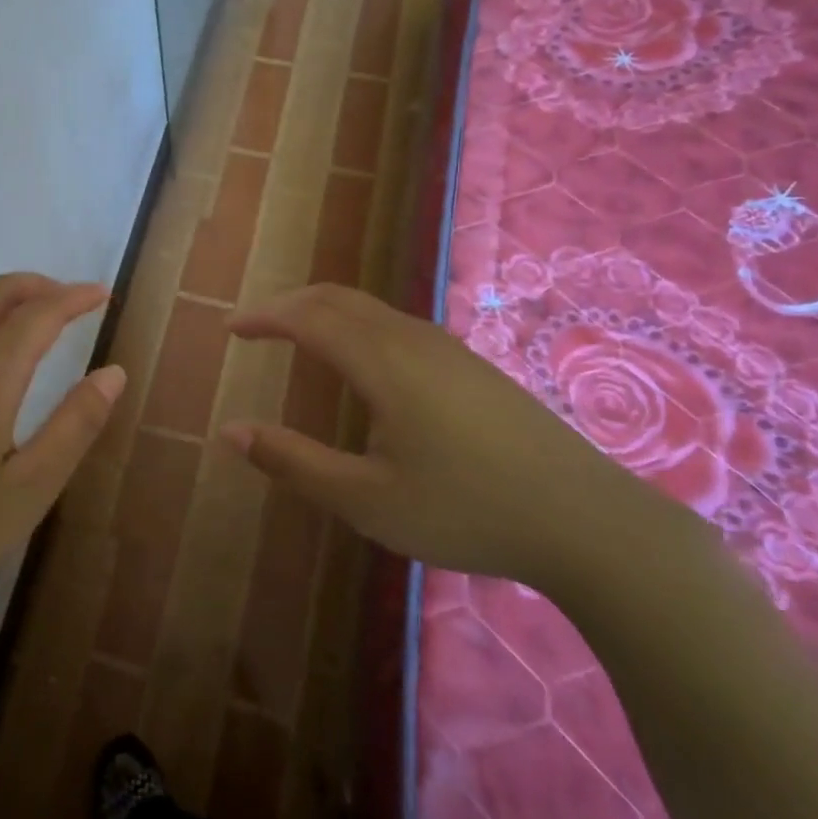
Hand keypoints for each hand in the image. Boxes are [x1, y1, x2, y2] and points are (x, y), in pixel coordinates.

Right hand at [221, 284, 661, 589]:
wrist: (587, 520)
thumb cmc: (467, 511)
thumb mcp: (367, 500)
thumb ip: (294, 463)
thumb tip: (230, 432)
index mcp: (382, 362)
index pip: (307, 317)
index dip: (264, 316)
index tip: (230, 327)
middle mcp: (411, 339)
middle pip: (337, 298)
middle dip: (289, 304)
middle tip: (256, 326)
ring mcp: (447, 348)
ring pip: (370, 308)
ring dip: (324, 311)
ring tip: (298, 337)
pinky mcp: (470, 365)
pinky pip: (395, 324)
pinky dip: (355, 325)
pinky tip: (362, 365)